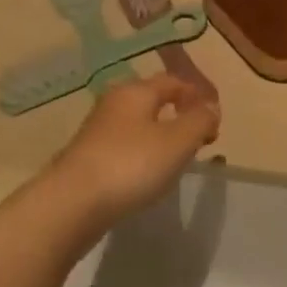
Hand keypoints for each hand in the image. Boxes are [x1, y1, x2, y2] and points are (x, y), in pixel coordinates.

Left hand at [47, 74, 219, 229]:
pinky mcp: (87, 158)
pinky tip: (148, 175)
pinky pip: (124, 146)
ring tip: (177, 159)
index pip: (174, 81)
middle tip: (199, 139)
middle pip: (153, 100)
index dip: (198, 96)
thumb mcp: (178, 141)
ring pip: (138, 124)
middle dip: (179, 114)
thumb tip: (211, 107)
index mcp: (136, 91)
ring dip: (161, 135)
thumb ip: (200, 120)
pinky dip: (143, 153)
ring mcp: (96, 131)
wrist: (70, 205)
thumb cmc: (131, 164)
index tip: (215, 121)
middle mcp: (114, 103)